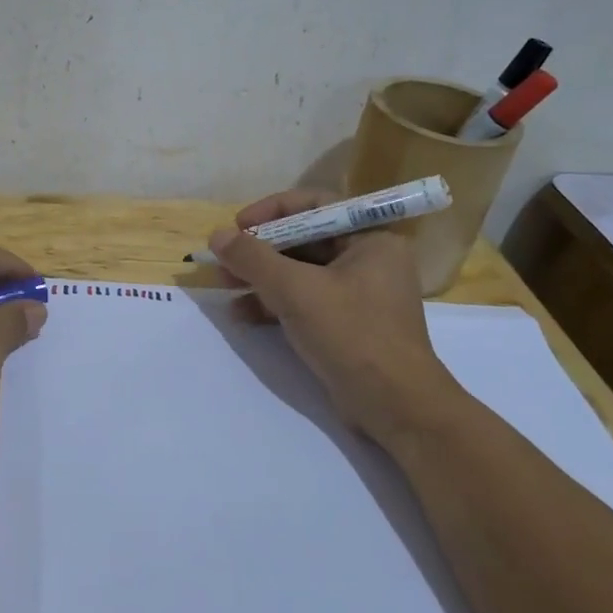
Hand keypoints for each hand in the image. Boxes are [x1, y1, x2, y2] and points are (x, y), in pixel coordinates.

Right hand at [210, 190, 460, 436]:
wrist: (395, 406)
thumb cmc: (352, 334)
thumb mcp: (296, 290)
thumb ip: (253, 259)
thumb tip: (216, 235)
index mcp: (371, 240)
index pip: (316, 206)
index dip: (272, 211)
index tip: (238, 226)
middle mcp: (368, 261)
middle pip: (304, 240)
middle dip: (260, 250)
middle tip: (224, 260)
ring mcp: (357, 295)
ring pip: (300, 273)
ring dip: (261, 278)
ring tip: (224, 286)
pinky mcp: (346, 325)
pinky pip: (304, 301)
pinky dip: (273, 304)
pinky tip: (241, 314)